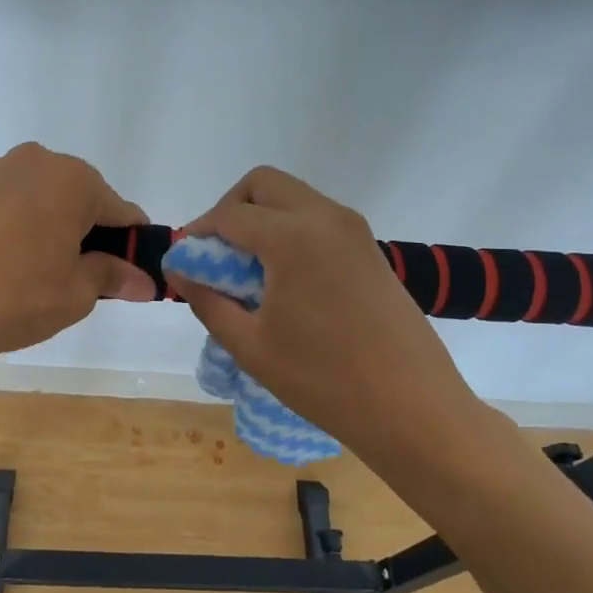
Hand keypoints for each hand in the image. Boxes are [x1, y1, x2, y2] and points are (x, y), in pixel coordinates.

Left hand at [0, 142, 154, 369]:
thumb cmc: (12, 299)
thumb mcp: (75, 295)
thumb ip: (112, 277)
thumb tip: (144, 281)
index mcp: (73, 181)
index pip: (120, 210)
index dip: (129, 243)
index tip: (127, 271)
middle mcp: (32, 161)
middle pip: (75, 196)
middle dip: (82, 230)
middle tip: (73, 275)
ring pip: (34, 197)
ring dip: (42, 224)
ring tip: (25, 271)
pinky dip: (5, 225)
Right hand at [165, 167, 482, 461]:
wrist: (412, 408)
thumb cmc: (323, 380)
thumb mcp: (250, 345)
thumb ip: (207, 300)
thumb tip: (179, 270)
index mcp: (292, 236)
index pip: (229, 215)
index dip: (198, 234)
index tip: (184, 262)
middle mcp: (325, 217)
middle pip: (263, 184)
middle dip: (229, 210)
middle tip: (216, 256)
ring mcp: (353, 230)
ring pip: (292, 198)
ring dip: (261, 219)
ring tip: (247, 272)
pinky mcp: (369, 248)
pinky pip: (317, 219)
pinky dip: (289, 231)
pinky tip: (283, 281)